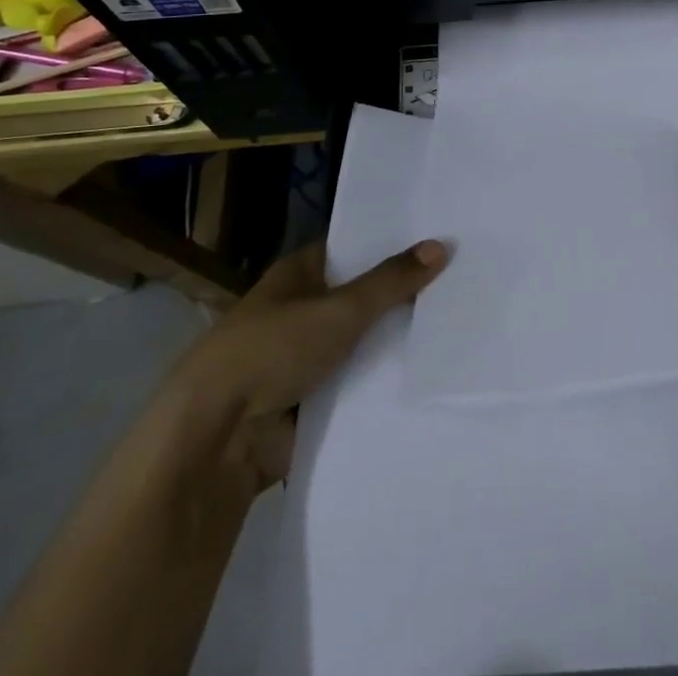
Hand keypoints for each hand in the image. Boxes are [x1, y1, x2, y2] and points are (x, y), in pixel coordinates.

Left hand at [168, 239, 448, 487]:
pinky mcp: (308, 403)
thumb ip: (391, 281)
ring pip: (360, 343)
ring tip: (457, 327)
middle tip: (462, 282)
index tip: (439, 238)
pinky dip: (379, 384)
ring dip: (393, 343)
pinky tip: (427, 376)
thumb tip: (442, 245)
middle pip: (360, 296)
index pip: (353, 247)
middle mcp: (300, 309)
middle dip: (401, 295)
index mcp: (299, 273)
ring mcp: (303, 358)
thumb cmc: (272, 350)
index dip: (392, 243)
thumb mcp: (340, 309)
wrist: (215, 439)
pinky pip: (354, 386)